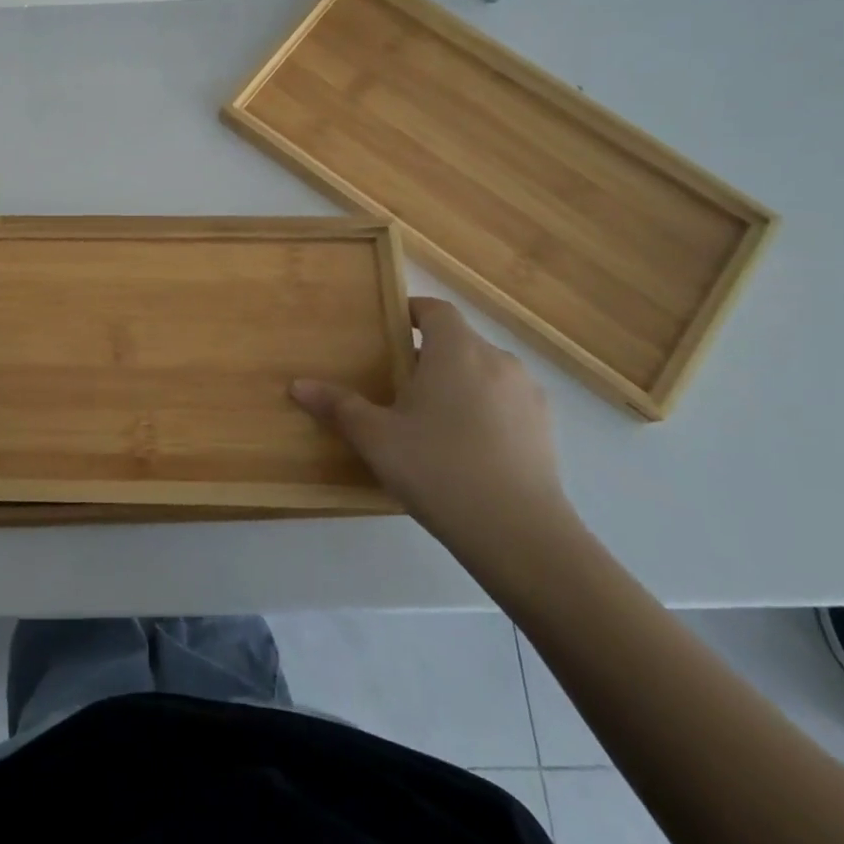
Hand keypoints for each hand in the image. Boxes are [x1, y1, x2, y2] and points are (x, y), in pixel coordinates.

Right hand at [291, 298, 575, 568]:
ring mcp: (528, 395)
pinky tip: (465, 447)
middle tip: (397, 382)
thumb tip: (298, 385)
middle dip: (429, 353)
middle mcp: (498, 360)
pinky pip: (505, 402)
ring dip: (458, 382)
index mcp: (457, 349)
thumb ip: (338, 406)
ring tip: (431, 417)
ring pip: (484, 372)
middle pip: (459, 340)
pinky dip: (484, 410)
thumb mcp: (376, 438)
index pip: (434, 309)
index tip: (386, 330)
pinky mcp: (546, 429)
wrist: (520, 534)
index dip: (410, 312)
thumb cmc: (439, 469)